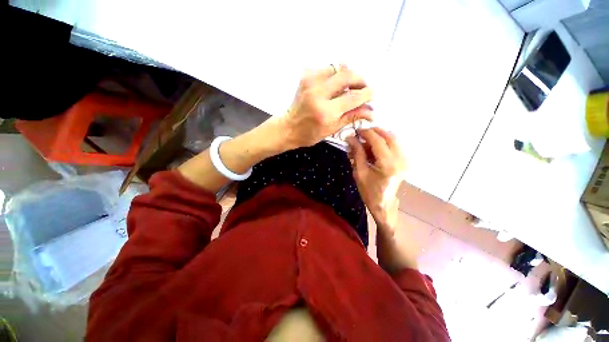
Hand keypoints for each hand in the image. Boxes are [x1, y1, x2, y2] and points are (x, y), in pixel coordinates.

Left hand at [282, 65, 373, 148]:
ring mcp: (311, 82)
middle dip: (360, 80)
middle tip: (363, 89)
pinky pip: (327, 68)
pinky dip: (335, 74)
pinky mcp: (306, 77)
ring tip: (350, 86)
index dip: (367, 94)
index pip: (353, 97)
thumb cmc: (310, 134)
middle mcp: (319, 93)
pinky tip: (336, 84)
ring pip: (338, 67)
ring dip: (348, 75)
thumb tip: (371, 112)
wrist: (288, 127)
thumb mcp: (332, 129)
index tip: (372, 95)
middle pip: (347, 75)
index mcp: (326, 112)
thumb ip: (352, 117)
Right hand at [347, 127, 405, 234]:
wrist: (383, 204)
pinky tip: (373, 149)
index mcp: (388, 165)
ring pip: (393, 139)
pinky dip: (384, 143)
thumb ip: (357, 153)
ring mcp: (405, 160)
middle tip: (361, 135)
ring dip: (379, 137)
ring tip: (365, 143)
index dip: (366, 133)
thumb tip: (350, 138)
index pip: (378, 141)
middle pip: (389, 136)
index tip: (356, 131)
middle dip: (374, 132)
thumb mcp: (359, 172)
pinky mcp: (404, 161)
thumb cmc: (369, 191)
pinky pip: (395, 145)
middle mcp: (400, 160)